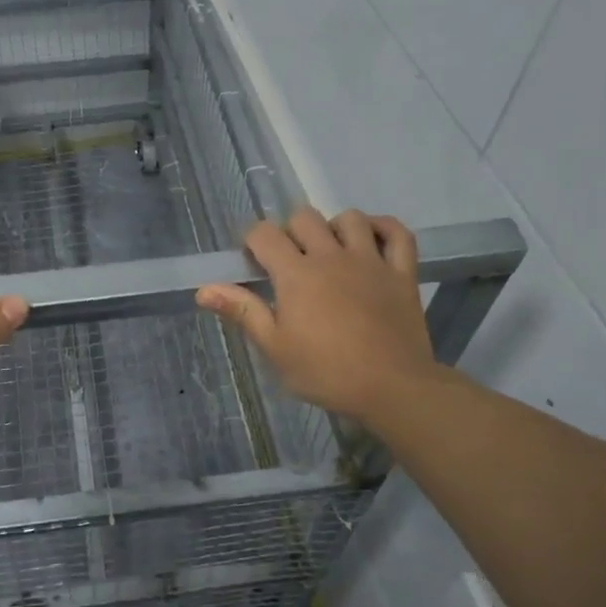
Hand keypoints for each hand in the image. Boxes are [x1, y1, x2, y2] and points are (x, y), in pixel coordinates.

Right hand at [197, 208, 438, 424]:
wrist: (393, 388)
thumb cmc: (326, 372)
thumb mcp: (275, 348)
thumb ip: (242, 311)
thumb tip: (203, 290)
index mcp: (296, 274)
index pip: (264, 234)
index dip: (253, 241)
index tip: (253, 262)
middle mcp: (331, 256)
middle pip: (304, 217)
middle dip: (290, 232)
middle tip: (290, 262)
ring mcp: (370, 261)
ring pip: (349, 218)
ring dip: (334, 227)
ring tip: (330, 252)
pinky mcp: (402, 272)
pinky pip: (397, 234)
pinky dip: (384, 228)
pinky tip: (372, 239)